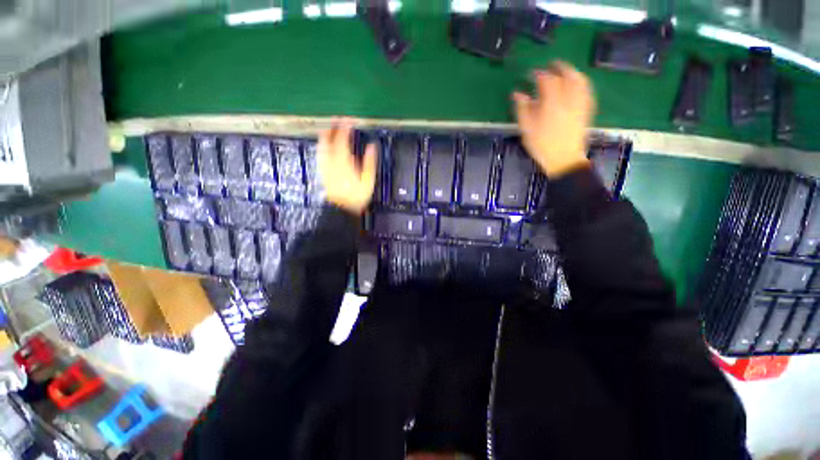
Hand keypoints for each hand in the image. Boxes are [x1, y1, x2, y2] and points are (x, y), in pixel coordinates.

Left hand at [318, 122, 377, 214]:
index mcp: (343, 160)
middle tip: (337, 120)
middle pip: (328, 139)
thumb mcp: (367, 180)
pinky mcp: (322, 171)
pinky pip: (320, 153)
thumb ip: (369, 162)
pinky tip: (325, 146)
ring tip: (330, 129)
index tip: (349, 119)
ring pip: (322, 145)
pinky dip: (323, 145)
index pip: (342, 138)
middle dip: (332, 127)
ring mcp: (325, 165)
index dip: (345, 127)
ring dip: (325, 135)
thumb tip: (372, 146)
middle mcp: (331, 160)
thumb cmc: (356, 195)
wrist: (340, 208)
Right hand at [512, 62, 595, 177]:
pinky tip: (578, 83)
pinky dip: (582, 82)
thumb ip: (523, 109)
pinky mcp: (586, 110)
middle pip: (566, 76)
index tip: (532, 73)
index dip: (539, 74)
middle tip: (551, 65)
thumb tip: (518, 94)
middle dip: (558, 67)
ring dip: (572, 72)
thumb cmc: (542, 145)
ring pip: (579, 80)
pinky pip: (586, 90)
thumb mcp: (527, 129)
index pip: (547, 80)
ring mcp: (580, 103)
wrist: (564, 159)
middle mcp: (568, 99)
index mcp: (552, 103)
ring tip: (565, 70)